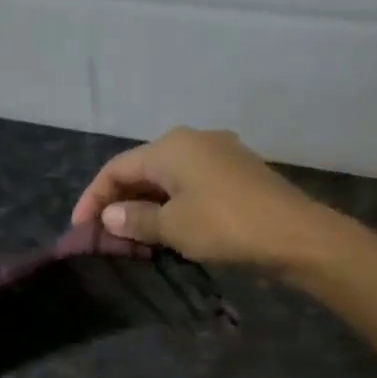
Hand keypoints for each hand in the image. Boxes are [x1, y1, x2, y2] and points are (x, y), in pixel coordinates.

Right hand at [70, 127, 329, 268]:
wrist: (295, 234)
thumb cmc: (224, 225)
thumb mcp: (172, 226)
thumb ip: (135, 219)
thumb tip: (110, 216)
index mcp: (170, 146)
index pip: (116, 168)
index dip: (93, 198)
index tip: (80, 229)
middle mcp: (193, 140)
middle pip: (141, 169)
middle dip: (119, 201)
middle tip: (104, 235)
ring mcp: (219, 154)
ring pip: (167, 178)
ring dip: (145, 206)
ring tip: (131, 237)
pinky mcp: (237, 173)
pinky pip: (190, 185)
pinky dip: (171, 205)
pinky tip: (167, 229)